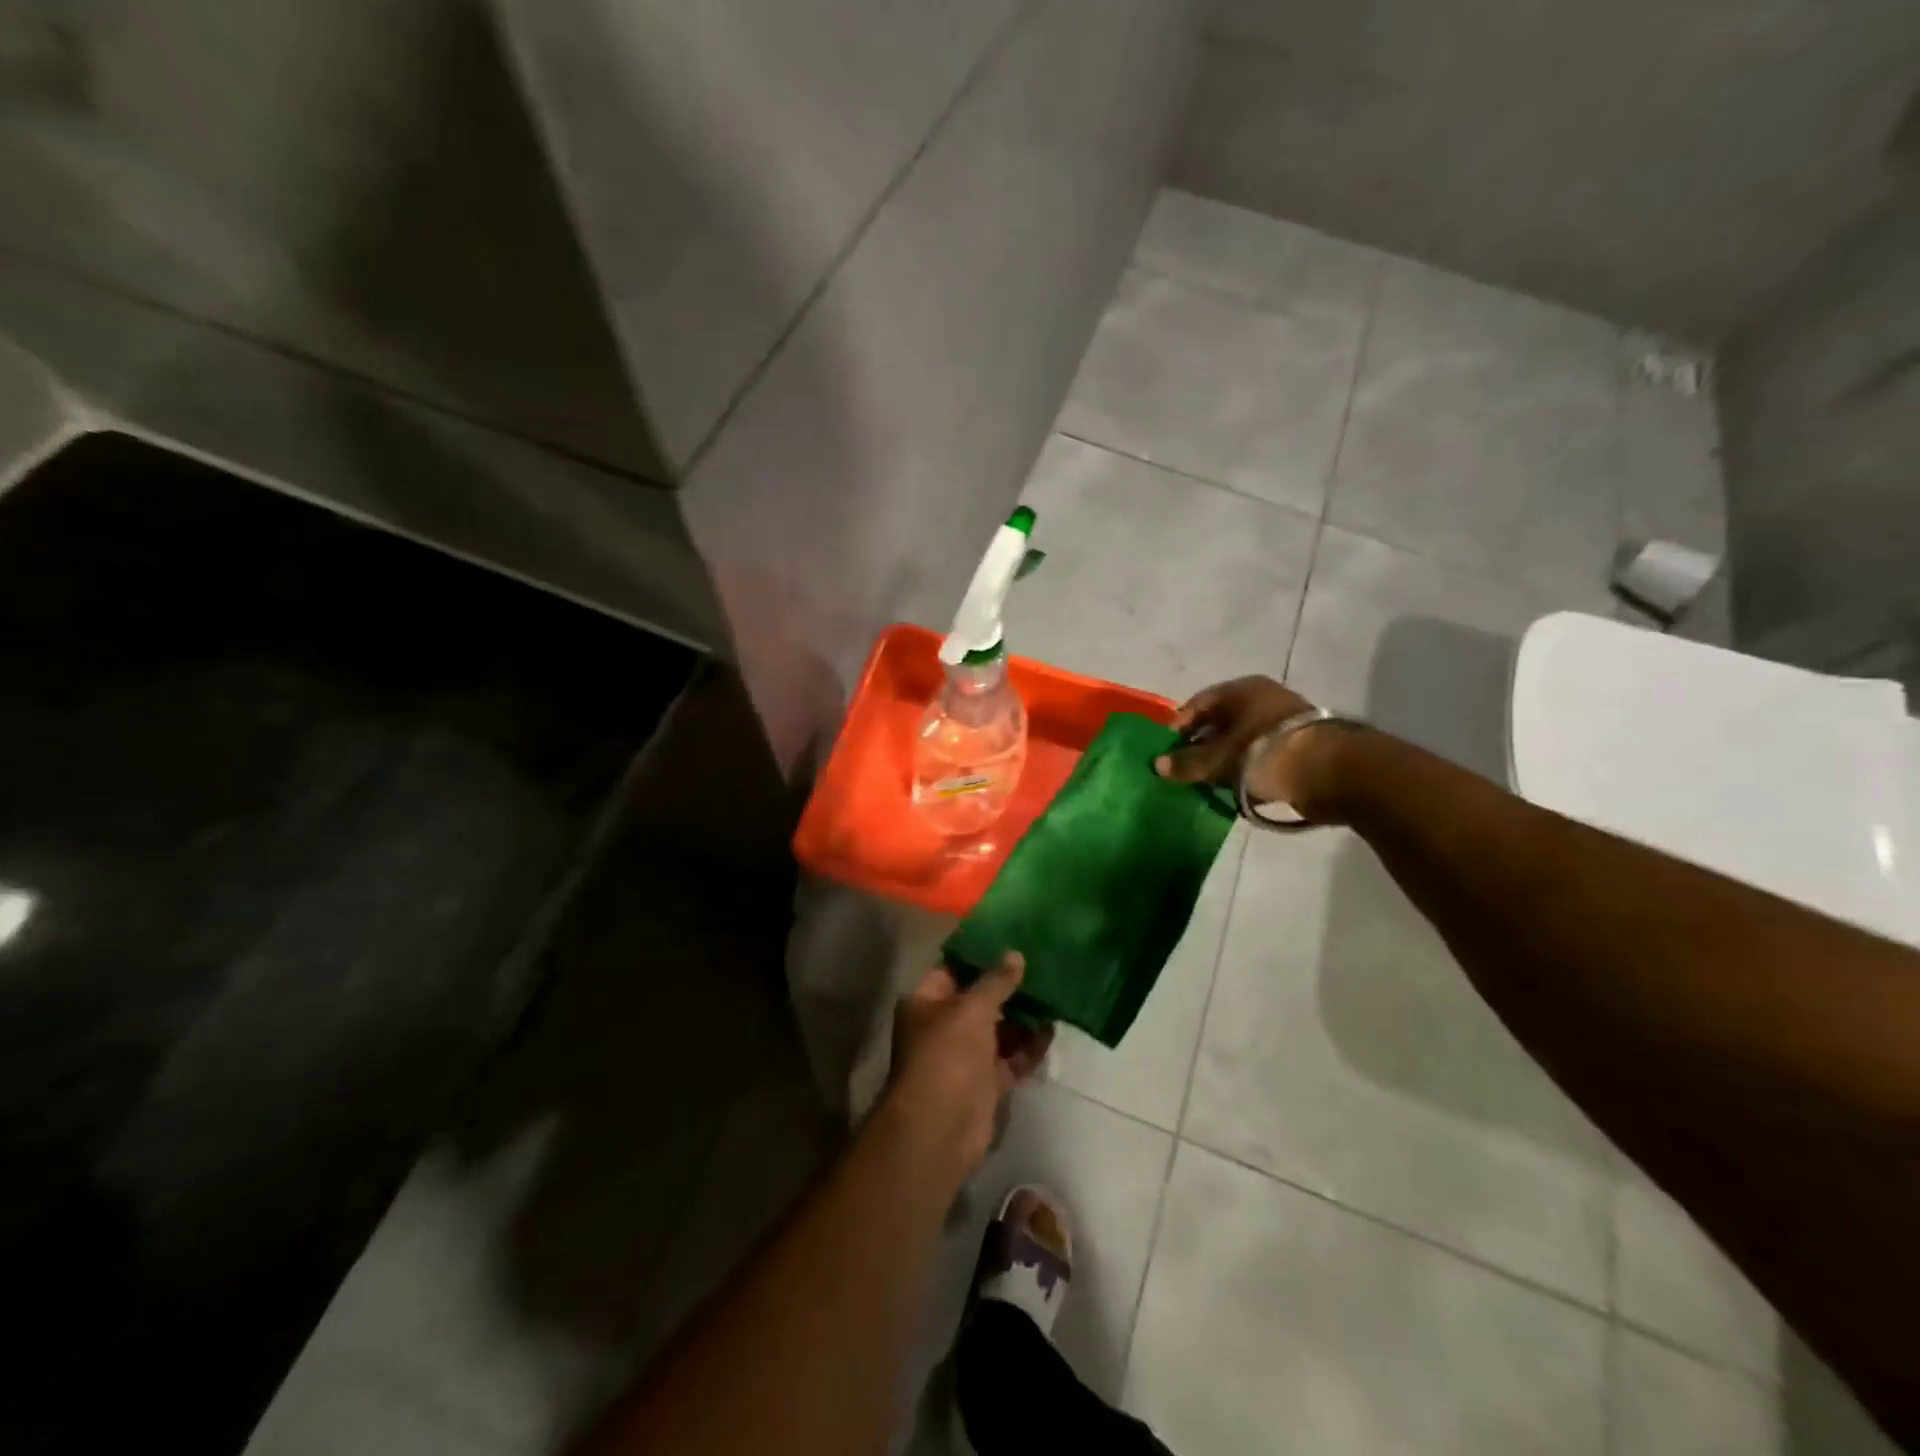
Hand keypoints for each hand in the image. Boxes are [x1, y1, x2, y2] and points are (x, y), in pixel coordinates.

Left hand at [885, 955, 1052, 1177]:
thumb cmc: (947, 1054)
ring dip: (1021, 1017)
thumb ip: (996, 981)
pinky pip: (1010, 1058)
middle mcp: (941, 1027)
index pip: (951, 970)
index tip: (1009, 939)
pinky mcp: (984, 1083)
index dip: (978, 956)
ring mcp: (963, 1057)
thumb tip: (1015, 955)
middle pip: (977, 1000)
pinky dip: (1028, 1047)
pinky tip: (1052, 1030)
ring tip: (1053, 993)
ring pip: (997, 1030)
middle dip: (1006, 987)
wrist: (941, 1128)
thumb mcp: (972, 1008)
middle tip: (1040, 964)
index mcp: (924, 1002)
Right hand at [1155, 675, 1339, 817]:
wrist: (1332, 773)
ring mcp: (1284, 721)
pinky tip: (1236, 786)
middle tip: (1185, 767)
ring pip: (1241, 738)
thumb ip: (1188, 762)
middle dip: (1201, 743)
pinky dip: (1246, 767)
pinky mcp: (1299, 746)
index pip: (1199, 702)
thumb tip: (1158, 765)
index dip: (1180, 724)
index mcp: (1243, 689)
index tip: (1167, 748)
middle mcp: (1264, 698)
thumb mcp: (1219, 760)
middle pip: (1221, 720)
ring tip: (1208, 780)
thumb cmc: (1266, 753)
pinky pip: (1260, 755)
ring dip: (1224, 757)